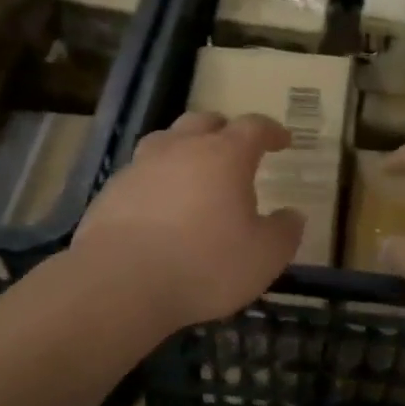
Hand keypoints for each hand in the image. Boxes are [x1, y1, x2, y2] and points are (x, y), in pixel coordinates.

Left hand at [70, 112, 304, 331]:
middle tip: (236, 149)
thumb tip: (293, 215)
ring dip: (185, 148)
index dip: (271, 131)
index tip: (283, 141)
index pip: (253, 127)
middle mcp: (181, 149)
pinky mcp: (112, 191)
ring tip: (194, 169)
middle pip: (204, 122)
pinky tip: (159, 204)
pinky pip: (141, 172)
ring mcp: (141, 166)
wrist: (121, 283)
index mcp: (224, 155)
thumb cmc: (205, 265)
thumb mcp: (264, 257)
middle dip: (225, 130)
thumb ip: (284, 232)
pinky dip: (157, 179)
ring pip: (166, 140)